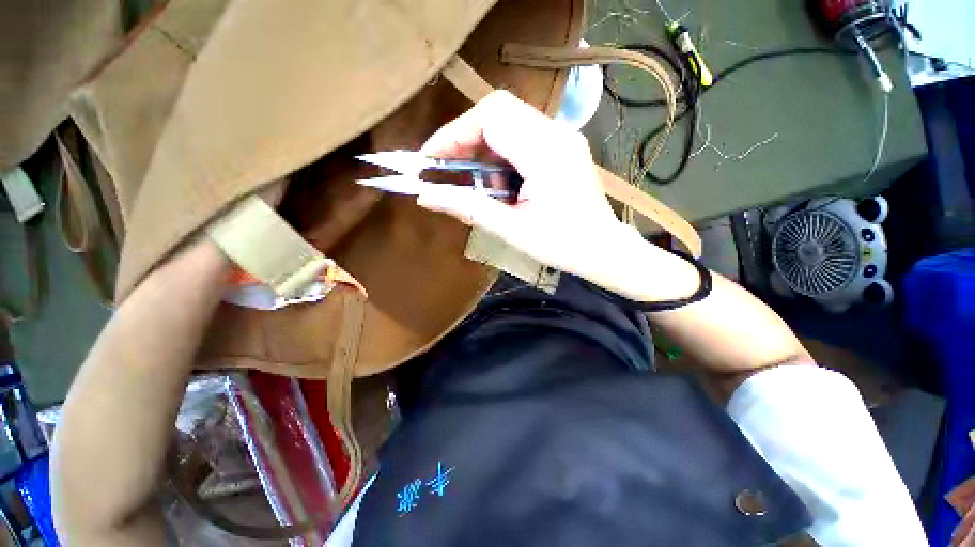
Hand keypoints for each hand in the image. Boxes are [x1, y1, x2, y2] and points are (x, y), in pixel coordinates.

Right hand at [417, 91, 628, 278]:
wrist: (603, 250)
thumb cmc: (562, 246)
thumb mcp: (512, 230)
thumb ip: (469, 208)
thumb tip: (425, 197)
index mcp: (547, 152)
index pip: (491, 118)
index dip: (454, 134)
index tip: (430, 159)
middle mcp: (557, 133)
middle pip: (498, 111)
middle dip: (466, 138)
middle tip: (450, 168)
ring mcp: (562, 137)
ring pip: (508, 122)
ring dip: (485, 150)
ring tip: (483, 186)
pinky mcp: (562, 146)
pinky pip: (522, 136)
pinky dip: (501, 157)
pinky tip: (504, 185)